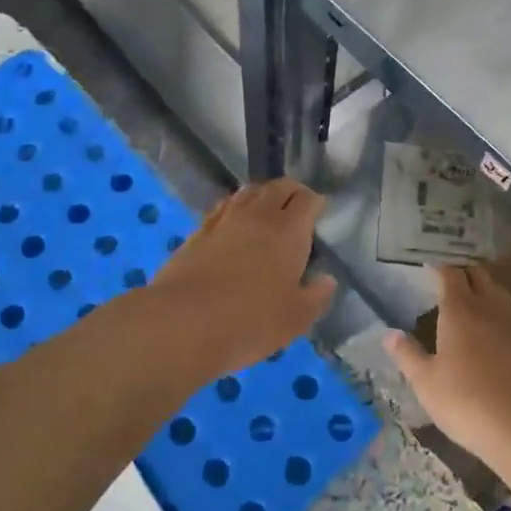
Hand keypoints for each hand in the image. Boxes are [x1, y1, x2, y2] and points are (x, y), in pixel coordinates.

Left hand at [152, 179, 336, 373]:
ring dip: (261, 195)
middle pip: (277, 187)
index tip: (319, 212)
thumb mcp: (296, 318)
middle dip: (291, 192)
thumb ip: (316, 296)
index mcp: (289, 231)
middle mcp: (257, 216)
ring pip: (247, 193)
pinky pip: (221, 209)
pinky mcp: (197, 233)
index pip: (307, 200)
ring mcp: (224, 221)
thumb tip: (327, 280)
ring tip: (266, 208)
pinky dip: (233, 209)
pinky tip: (232, 222)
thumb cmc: (251, 321)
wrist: (183, 323)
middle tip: (296, 205)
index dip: (316, 202)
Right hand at [386, 266, 510, 469]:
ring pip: (499, 293)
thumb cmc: (467, 401)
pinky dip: (500, 313)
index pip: (450, 274)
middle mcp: (490, 308)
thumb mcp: (426, 383)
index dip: (440, 268)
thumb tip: (389, 335)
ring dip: (485, 290)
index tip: (429, 267)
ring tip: (471, 299)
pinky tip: (494, 330)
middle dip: (464, 273)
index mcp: (460, 310)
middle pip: (479, 276)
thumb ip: (408, 355)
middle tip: (449, 279)